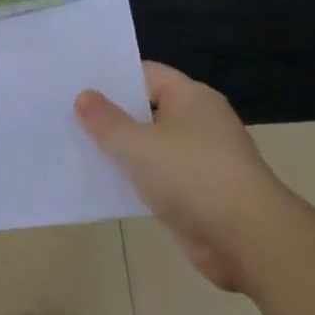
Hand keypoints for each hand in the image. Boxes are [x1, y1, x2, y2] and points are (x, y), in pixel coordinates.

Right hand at [75, 62, 292, 290]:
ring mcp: (199, 160)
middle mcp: (198, 123)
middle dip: (110, 115)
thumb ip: (107, 121)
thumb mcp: (139, 144)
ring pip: (149, 146)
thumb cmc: (193, 176)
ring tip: (74, 145)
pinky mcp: (196, 194)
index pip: (146, 74)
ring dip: (120, 150)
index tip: (76, 84)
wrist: (248, 240)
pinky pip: (156, 178)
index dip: (112, 78)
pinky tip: (101, 181)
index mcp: (192, 98)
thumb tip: (83, 97)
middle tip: (66, 113)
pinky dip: (133, 179)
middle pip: (146, 110)